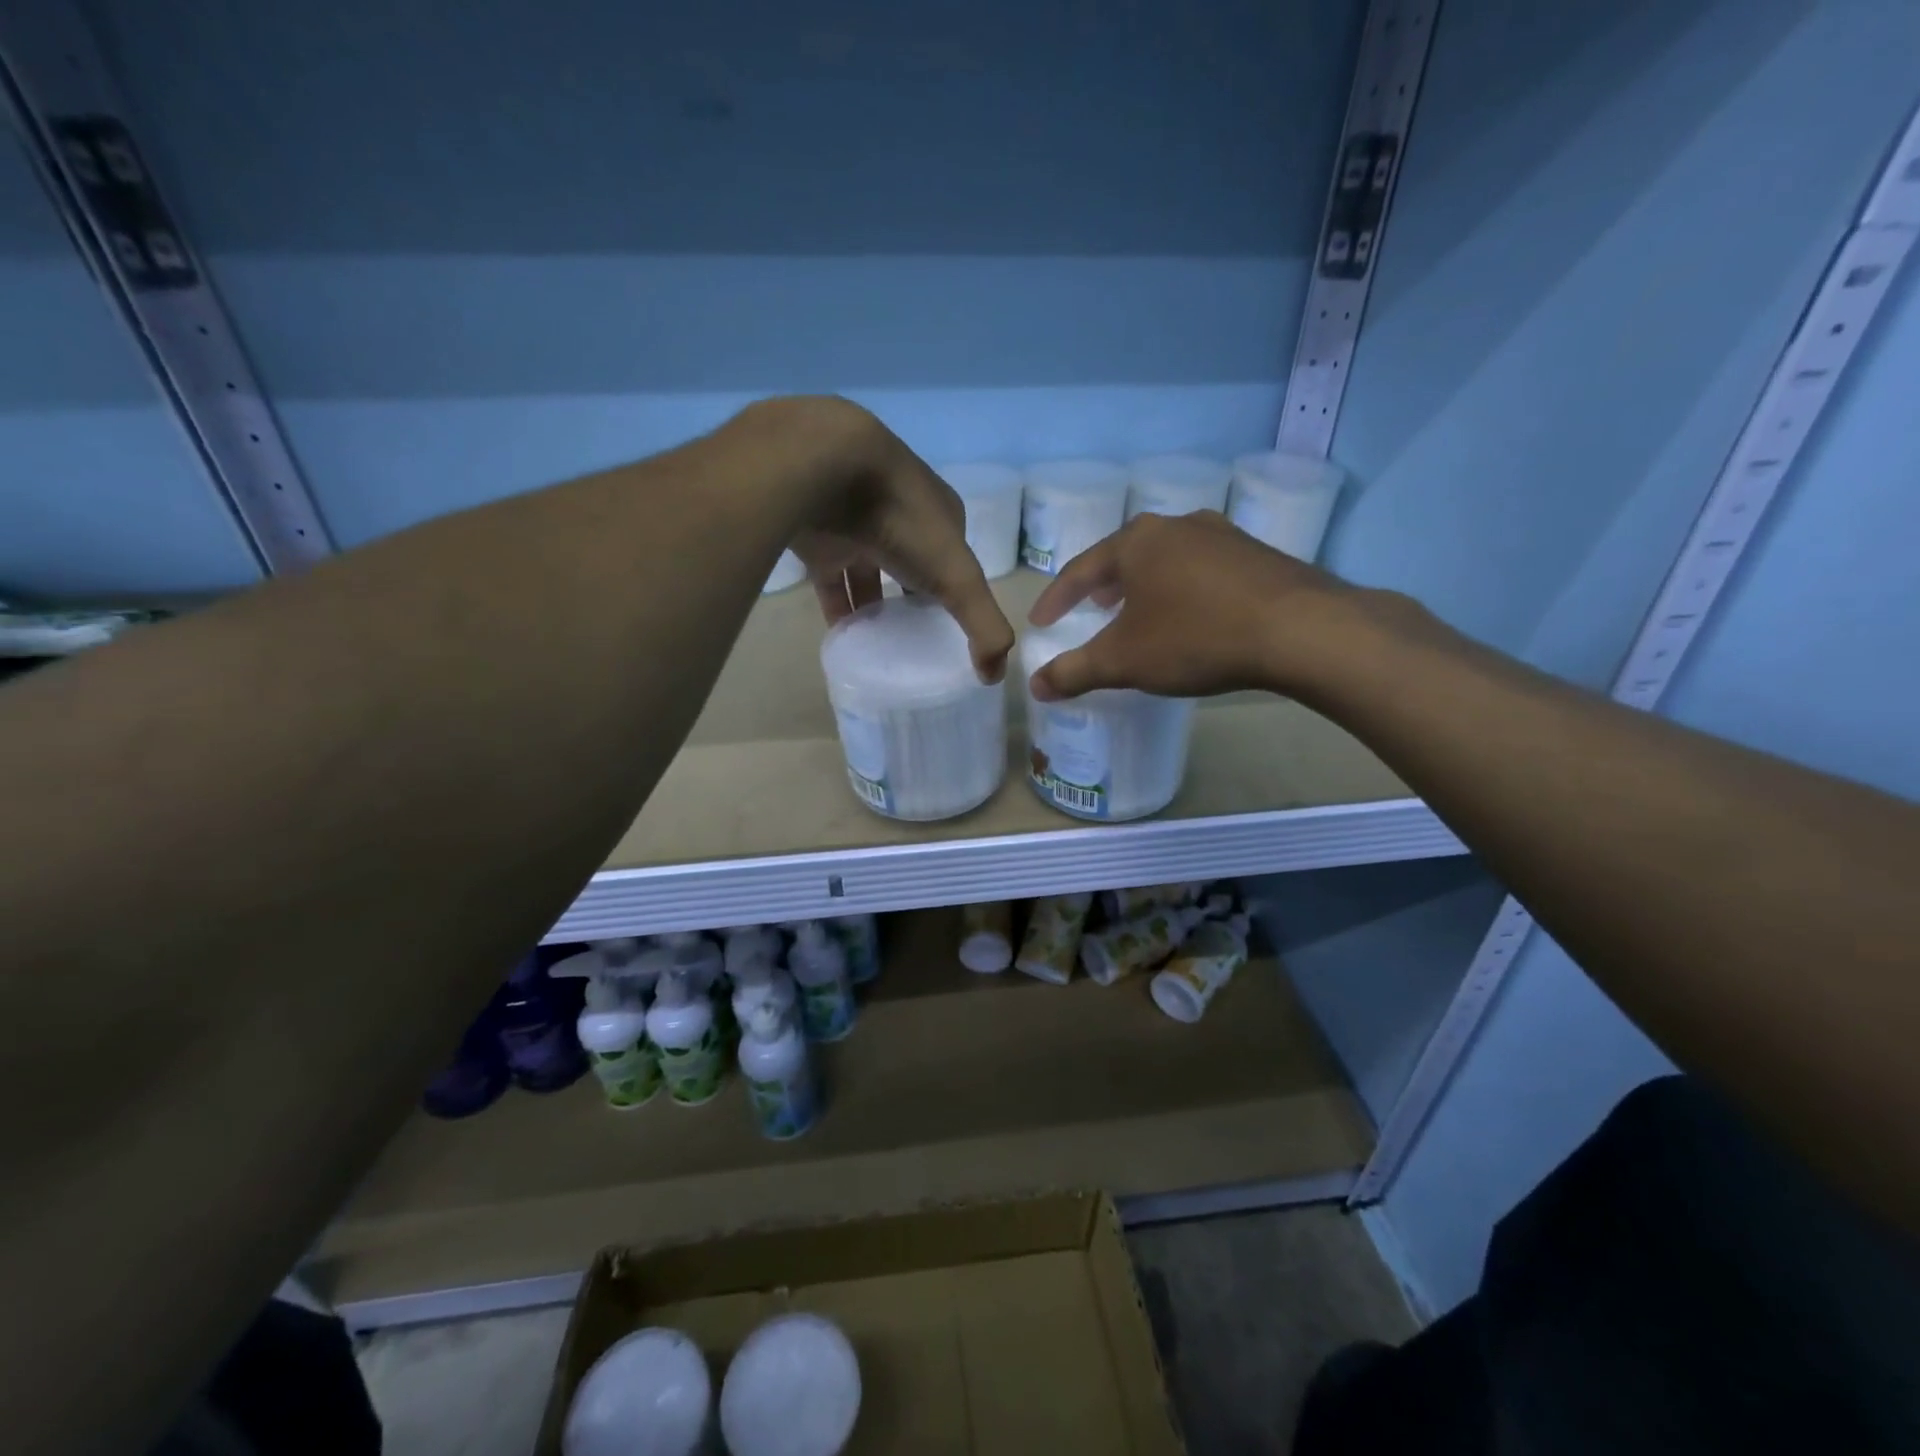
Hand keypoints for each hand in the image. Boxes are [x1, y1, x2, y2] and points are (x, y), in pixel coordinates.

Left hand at [732, 397, 1013, 682]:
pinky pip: (830, 580)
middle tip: (913, 641)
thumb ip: (983, 624)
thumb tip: (996, 675)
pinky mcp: (819, 538)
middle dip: (913, 598)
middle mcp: (900, 516)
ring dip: (873, 606)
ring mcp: (856, 524)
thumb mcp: (959, 578)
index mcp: (940, 515)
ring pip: (868, 572)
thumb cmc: (904, 520)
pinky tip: (842, 637)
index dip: (957, 590)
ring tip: (879, 647)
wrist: (827, 469)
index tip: (952, 627)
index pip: (955, 557)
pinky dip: (837, 607)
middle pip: (910, 565)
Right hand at [1026, 511, 1369, 701]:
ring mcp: (1222, 535)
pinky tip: (1191, 613)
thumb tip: (1036, 687)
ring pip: (1167, 558)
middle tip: (1091, 608)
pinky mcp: (1257, 554)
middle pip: (1126, 555)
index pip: (1081, 568)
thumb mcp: (1124, 661)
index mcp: (1137, 541)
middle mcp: (1177, 525)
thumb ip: (1075, 672)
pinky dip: (1183, 588)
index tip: (1041, 622)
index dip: (1056, 598)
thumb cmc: (1195, 638)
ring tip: (1138, 609)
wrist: (1301, 630)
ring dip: (1144, 584)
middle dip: (1103, 585)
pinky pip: (1203, 569)